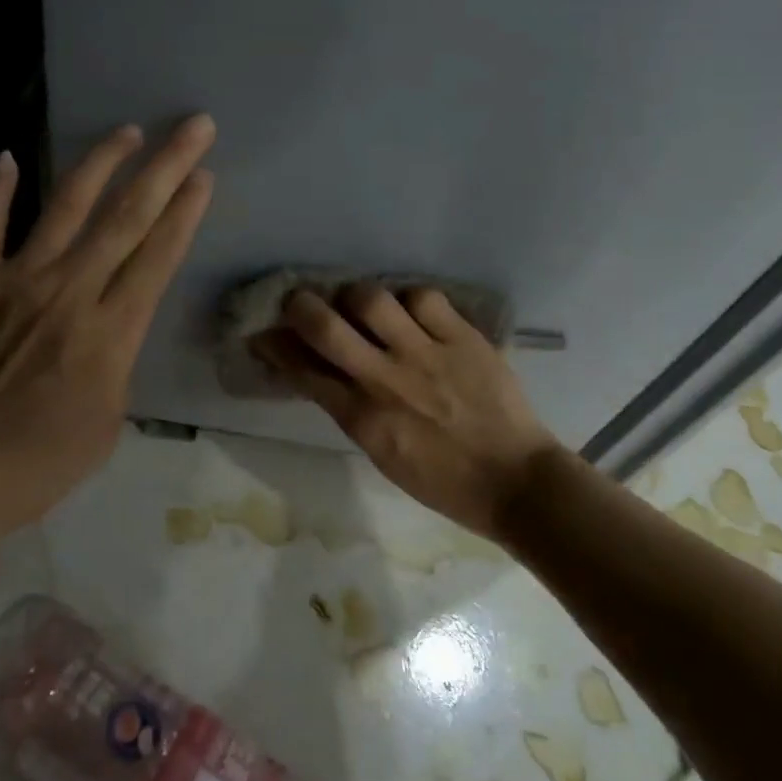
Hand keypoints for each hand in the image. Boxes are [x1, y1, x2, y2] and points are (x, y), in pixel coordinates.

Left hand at [0, 115, 215, 541]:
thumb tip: (110, 329)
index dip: (185, 210)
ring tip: (126, 131)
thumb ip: (116, 364)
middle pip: (128, 216)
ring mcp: (17, 280)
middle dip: (166, 166)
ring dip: (100, 162)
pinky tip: (5, 156)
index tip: (203, 174)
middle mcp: (70, 291)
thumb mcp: (106, 423)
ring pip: (66, 206)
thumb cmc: (37, 464)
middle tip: (193, 126)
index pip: (158, 255)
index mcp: (110, 331)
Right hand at [252, 285, 559, 538]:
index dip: (276, 347)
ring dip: (356, 297)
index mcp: (363, 420)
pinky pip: (424, 298)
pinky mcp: (463, 338)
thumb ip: (349, 410)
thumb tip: (320, 374)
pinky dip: (410, 300)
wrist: (517, 483)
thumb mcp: (383, 455)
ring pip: (372, 299)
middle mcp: (386, 381)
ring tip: (362, 304)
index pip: (304, 371)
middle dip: (300, 306)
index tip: (264, 332)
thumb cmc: (444, 481)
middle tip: (300, 302)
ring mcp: (426, 355)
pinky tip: (413, 312)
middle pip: (325, 326)